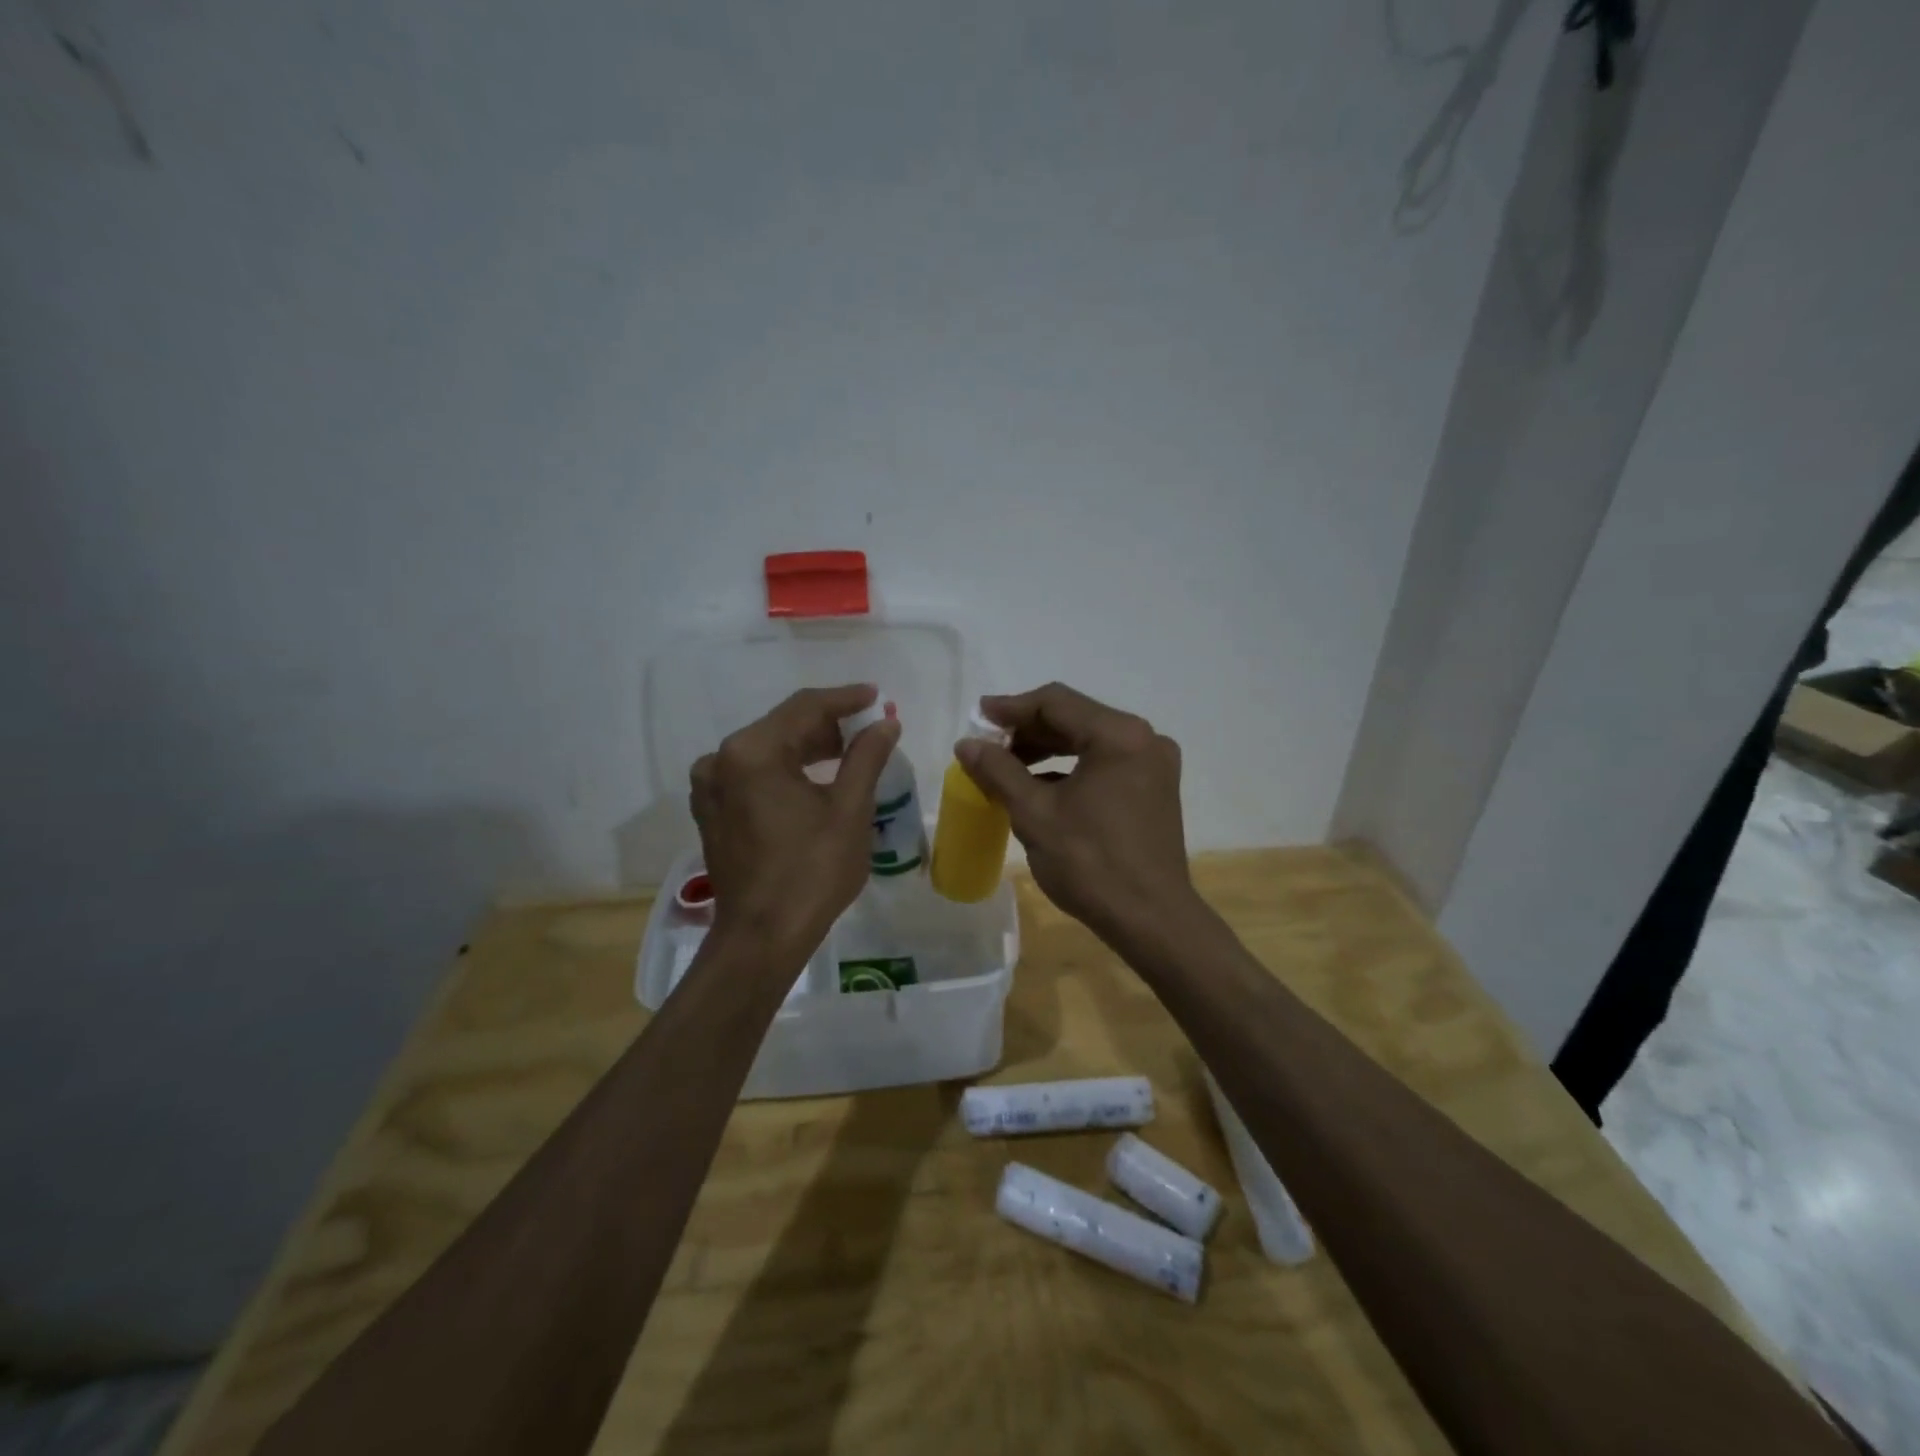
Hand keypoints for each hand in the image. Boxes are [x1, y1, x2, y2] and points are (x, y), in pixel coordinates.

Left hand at [690, 685, 898, 959]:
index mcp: (752, 752)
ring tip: (849, 752)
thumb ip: (866, 757)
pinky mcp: (712, 809)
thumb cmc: (811, 872)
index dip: (845, 699)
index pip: (805, 708)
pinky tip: (814, 778)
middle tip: (869, 728)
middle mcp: (721, 759)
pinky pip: (753, 773)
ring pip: (768, 750)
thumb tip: (886, 723)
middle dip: (828, 725)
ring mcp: (710, 786)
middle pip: (783, 726)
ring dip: (808, 747)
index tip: (876, 695)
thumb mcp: (849, 810)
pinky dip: (786, 769)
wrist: (762, 937)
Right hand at [955, 682, 1197, 947]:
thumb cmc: (1091, 863)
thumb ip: (998, 771)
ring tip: (1007, 767)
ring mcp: (1153, 765)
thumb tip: (967, 744)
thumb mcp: (1035, 814)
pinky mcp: (1154, 789)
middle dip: (1028, 731)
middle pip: (1074, 718)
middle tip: (989, 746)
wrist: (1151, 921)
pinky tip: (1039, 788)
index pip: (1055, 703)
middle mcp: (1143, 739)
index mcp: (1119, 736)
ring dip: (1047, 750)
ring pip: (1089, 742)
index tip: (978, 718)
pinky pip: (1104, 764)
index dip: (1012, 708)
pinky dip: (1070, 769)